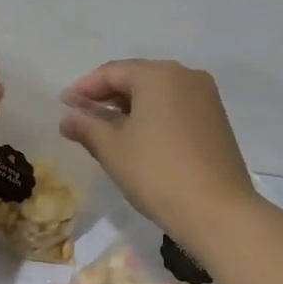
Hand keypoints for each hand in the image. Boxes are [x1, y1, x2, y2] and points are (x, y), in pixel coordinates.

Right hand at [59, 59, 256, 247]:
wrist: (218, 211)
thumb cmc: (157, 173)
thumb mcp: (113, 149)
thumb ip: (87, 127)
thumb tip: (67, 118)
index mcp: (158, 75)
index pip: (112, 72)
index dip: (85, 88)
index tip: (64, 104)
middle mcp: (185, 75)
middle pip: (137, 78)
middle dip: (108, 95)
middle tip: (83, 116)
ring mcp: (206, 97)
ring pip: (158, 93)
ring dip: (131, 106)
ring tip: (108, 129)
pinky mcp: (217, 119)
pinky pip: (176, 106)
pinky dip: (154, 115)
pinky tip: (140, 137)